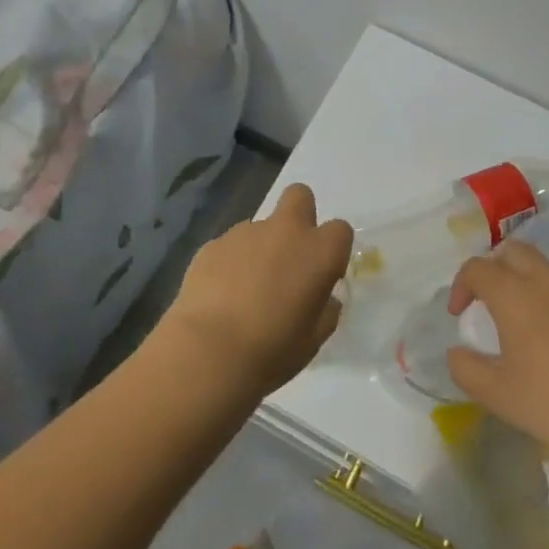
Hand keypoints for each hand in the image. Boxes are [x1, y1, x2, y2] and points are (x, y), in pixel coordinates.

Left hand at [151, 184, 352, 402]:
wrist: (208, 352)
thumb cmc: (272, 351)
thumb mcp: (313, 340)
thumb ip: (325, 311)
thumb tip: (323, 299)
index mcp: (318, 252)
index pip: (340, 230)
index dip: (332, 250)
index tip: (322, 275)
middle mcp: (284, 231)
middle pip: (300, 196)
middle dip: (299, 216)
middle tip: (289, 256)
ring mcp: (244, 233)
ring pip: (260, 226)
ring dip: (260, 248)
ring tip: (245, 291)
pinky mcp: (212, 244)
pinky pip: (230, 246)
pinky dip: (230, 263)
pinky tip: (220, 296)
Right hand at [447, 241, 548, 469]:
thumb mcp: (495, 393)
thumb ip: (465, 366)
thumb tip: (459, 351)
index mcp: (515, 294)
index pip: (477, 268)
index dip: (460, 286)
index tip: (459, 315)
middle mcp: (547, 281)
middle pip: (512, 252)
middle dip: (492, 269)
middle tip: (486, 302)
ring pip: (542, 267)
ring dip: (522, 280)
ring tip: (518, 318)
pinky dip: (548, 296)